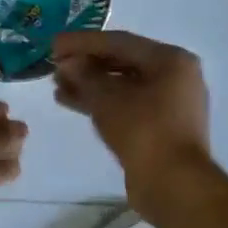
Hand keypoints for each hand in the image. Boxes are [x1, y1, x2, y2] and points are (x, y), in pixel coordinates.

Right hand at [51, 31, 210, 188]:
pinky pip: (126, 105)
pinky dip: (101, 102)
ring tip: (57, 85)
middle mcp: (175, 76)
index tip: (53, 44)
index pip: (119, 41)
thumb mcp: (107, 98)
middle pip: (122, 61)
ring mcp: (170, 103)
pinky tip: (70, 102)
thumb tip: (68, 64)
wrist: (175, 186)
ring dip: (89, 84)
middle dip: (85, 63)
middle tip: (54, 64)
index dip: (82, 42)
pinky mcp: (160, 127)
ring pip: (122, 85)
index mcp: (171, 60)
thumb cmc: (144, 130)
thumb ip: (84, 75)